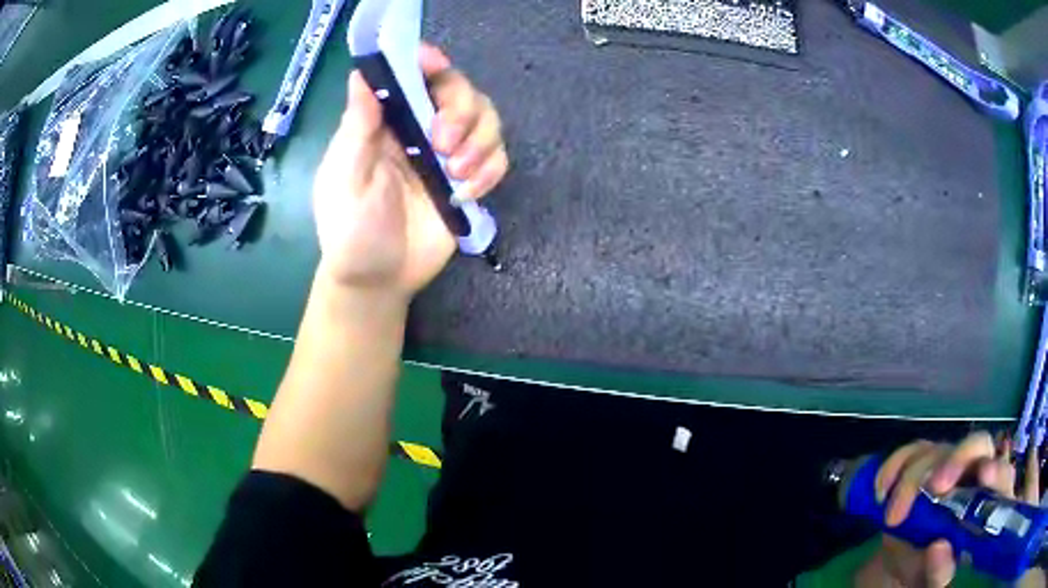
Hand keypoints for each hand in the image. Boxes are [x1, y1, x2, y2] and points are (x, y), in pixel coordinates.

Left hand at [312, 44, 507, 296]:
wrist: (379, 280)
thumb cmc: (351, 230)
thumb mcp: (346, 178)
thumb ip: (357, 128)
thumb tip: (361, 74)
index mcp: (385, 122)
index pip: (411, 75)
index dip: (428, 62)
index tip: (437, 65)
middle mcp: (419, 128)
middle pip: (459, 90)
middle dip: (461, 111)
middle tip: (444, 145)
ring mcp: (447, 154)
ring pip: (487, 119)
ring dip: (481, 142)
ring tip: (457, 176)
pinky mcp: (468, 180)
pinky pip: (497, 158)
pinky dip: (490, 171)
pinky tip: (465, 194)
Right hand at [857, 432, 1043, 586]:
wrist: (909, 563)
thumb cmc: (930, 572)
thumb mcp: (935, 579)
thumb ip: (941, 570)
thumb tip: (938, 547)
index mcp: (988, 500)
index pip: (1002, 474)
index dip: (996, 469)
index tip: (983, 476)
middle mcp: (976, 471)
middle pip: (977, 445)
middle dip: (956, 460)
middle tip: (933, 487)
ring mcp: (951, 463)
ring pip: (939, 449)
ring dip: (914, 479)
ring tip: (892, 518)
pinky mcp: (926, 461)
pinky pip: (912, 450)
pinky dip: (895, 466)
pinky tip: (882, 490)